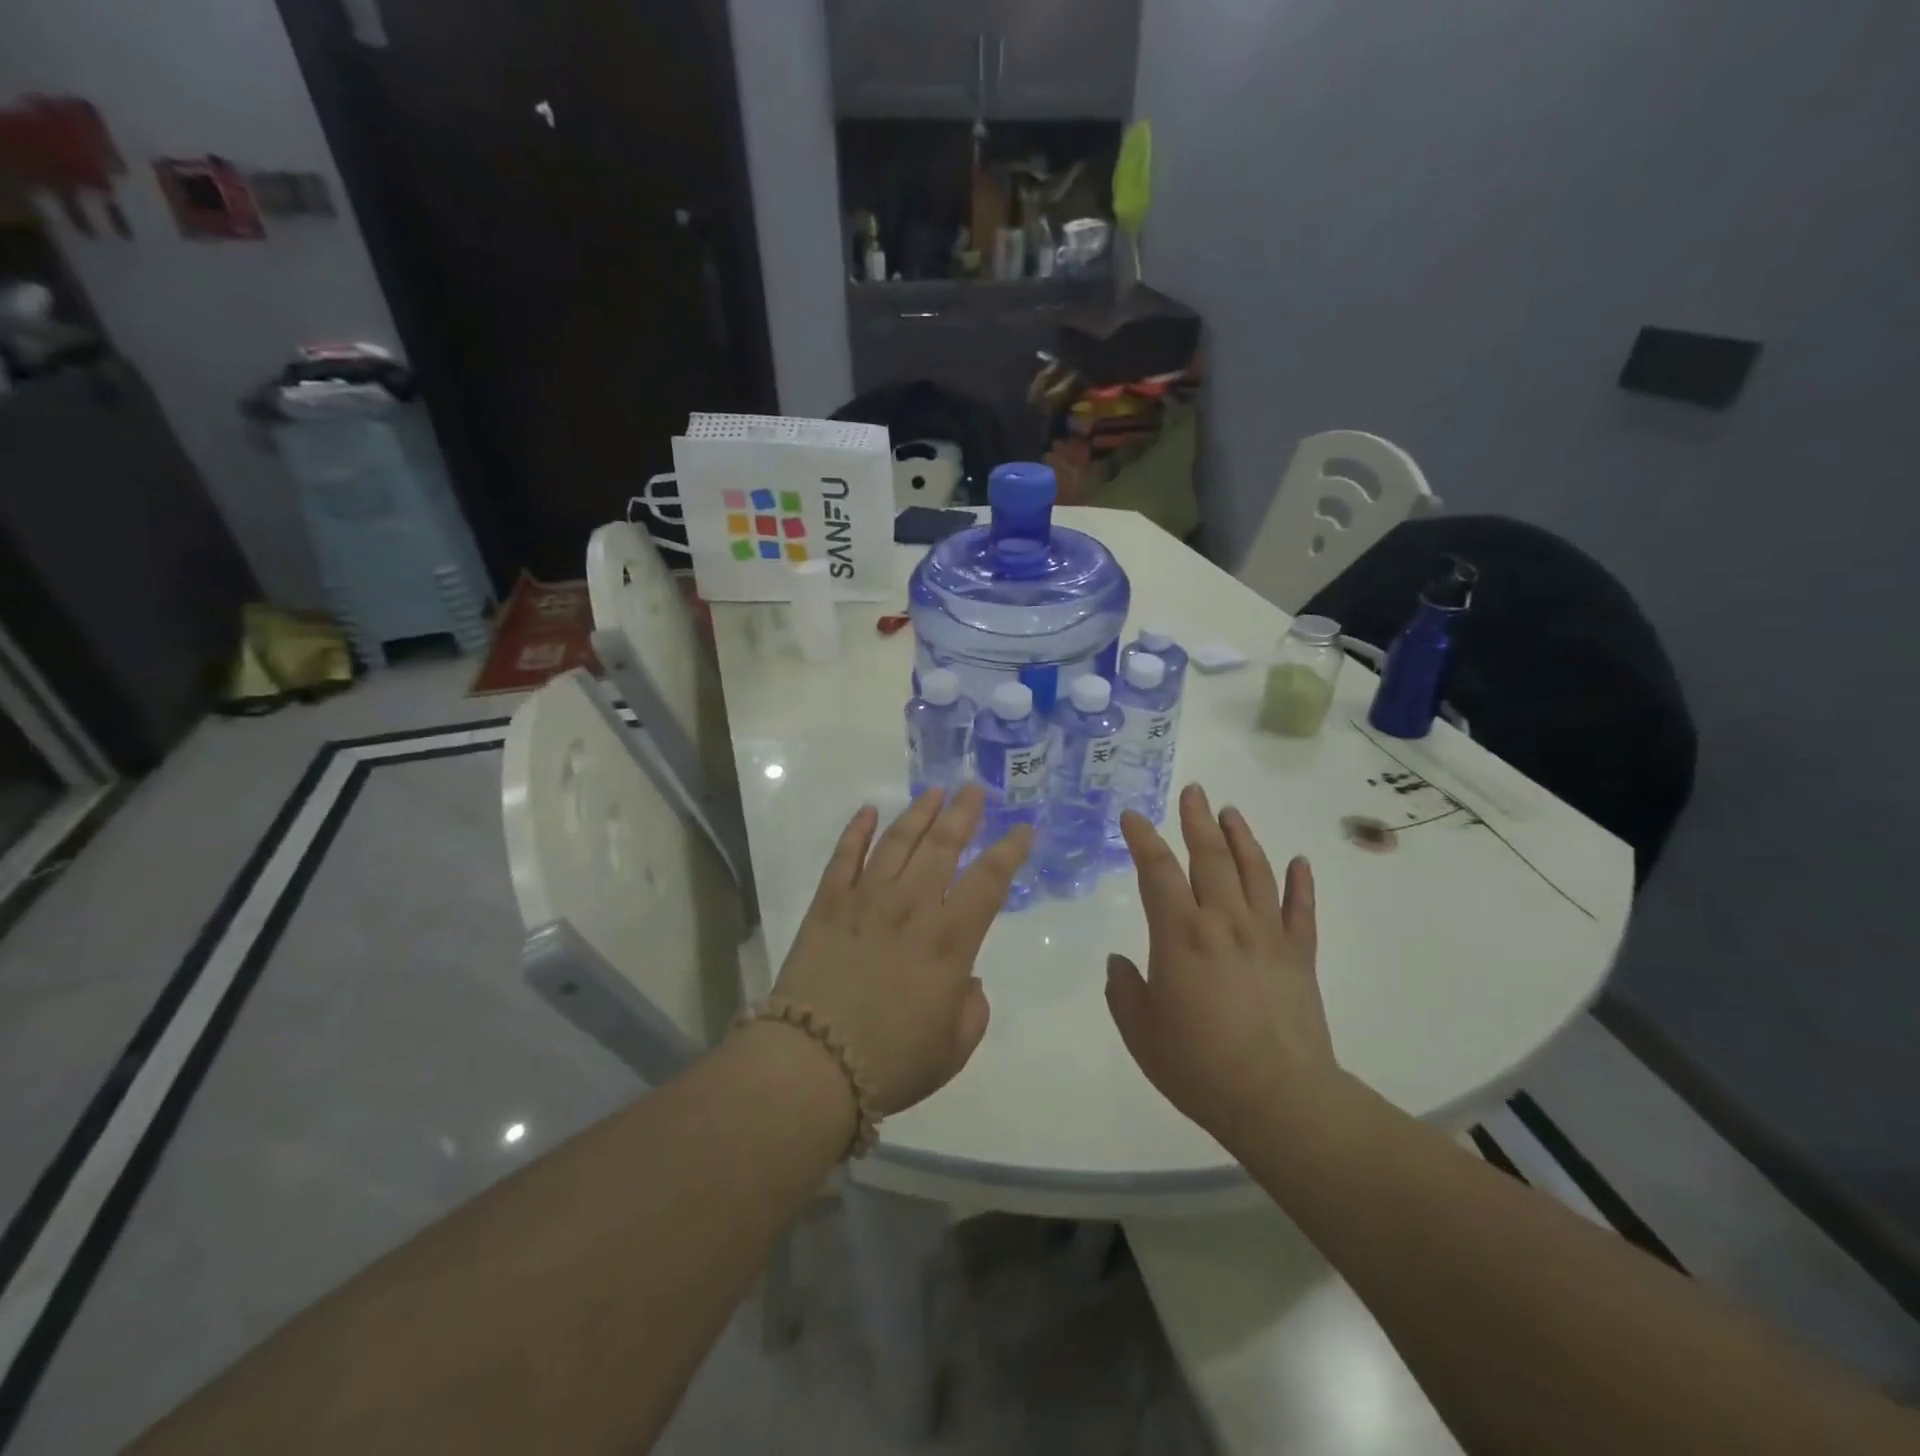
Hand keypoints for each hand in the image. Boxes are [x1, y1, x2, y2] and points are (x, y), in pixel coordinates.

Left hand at [769, 784, 1032, 1116]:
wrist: (812, 1066)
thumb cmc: (891, 1062)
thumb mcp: (953, 1049)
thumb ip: (972, 1009)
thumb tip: (967, 981)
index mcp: (950, 940)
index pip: (989, 880)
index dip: (1010, 850)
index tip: (1022, 827)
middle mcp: (912, 906)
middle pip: (943, 846)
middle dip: (964, 813)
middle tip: (975, 788)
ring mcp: (865, 899)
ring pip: (898, 841)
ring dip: (918, 812)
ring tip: (934, 792)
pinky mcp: (827, 904)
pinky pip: (844, 856)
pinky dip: (856, 830)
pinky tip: (868, 811)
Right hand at [1105, 784, 1336, 1148]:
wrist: (1278, 1099)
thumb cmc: (1198, 1065)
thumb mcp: (1140, 1031)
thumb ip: (1123, 990)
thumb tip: (1120, 963)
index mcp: (1180, 935)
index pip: (1158, 871)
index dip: (1144, 840)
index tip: (1134, 817)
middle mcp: (1224, 921)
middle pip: (1210, 857)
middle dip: (1197, 820)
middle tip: (1194, 791)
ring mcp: (1267, 935)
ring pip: (1255, 871)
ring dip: (1241, 837)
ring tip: (1231, 812)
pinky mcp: (1299, 955)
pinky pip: (1301, 909)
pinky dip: (1300, 882)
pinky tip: (1299, 861)